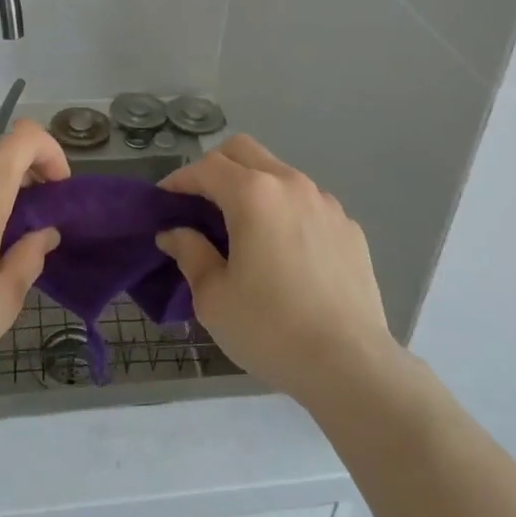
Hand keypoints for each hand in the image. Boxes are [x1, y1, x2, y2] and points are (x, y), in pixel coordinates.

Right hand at [158, 135, 399, 409]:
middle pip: (244, 151)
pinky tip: (285, 252)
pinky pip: (308, 203)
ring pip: (279, 173)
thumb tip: (175, 233)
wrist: (351, 365)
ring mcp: (326, 203)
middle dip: (215, 167)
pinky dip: (286, 211)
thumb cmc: (271, 329)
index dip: (179, 180)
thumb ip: (190, 254)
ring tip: (243, 228)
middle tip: (199, 203)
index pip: (207, 167)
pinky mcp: (349, 228)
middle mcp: (291, 185)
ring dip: (253, 186)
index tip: (164, 201)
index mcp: (254, 195)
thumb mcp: (214, 298)